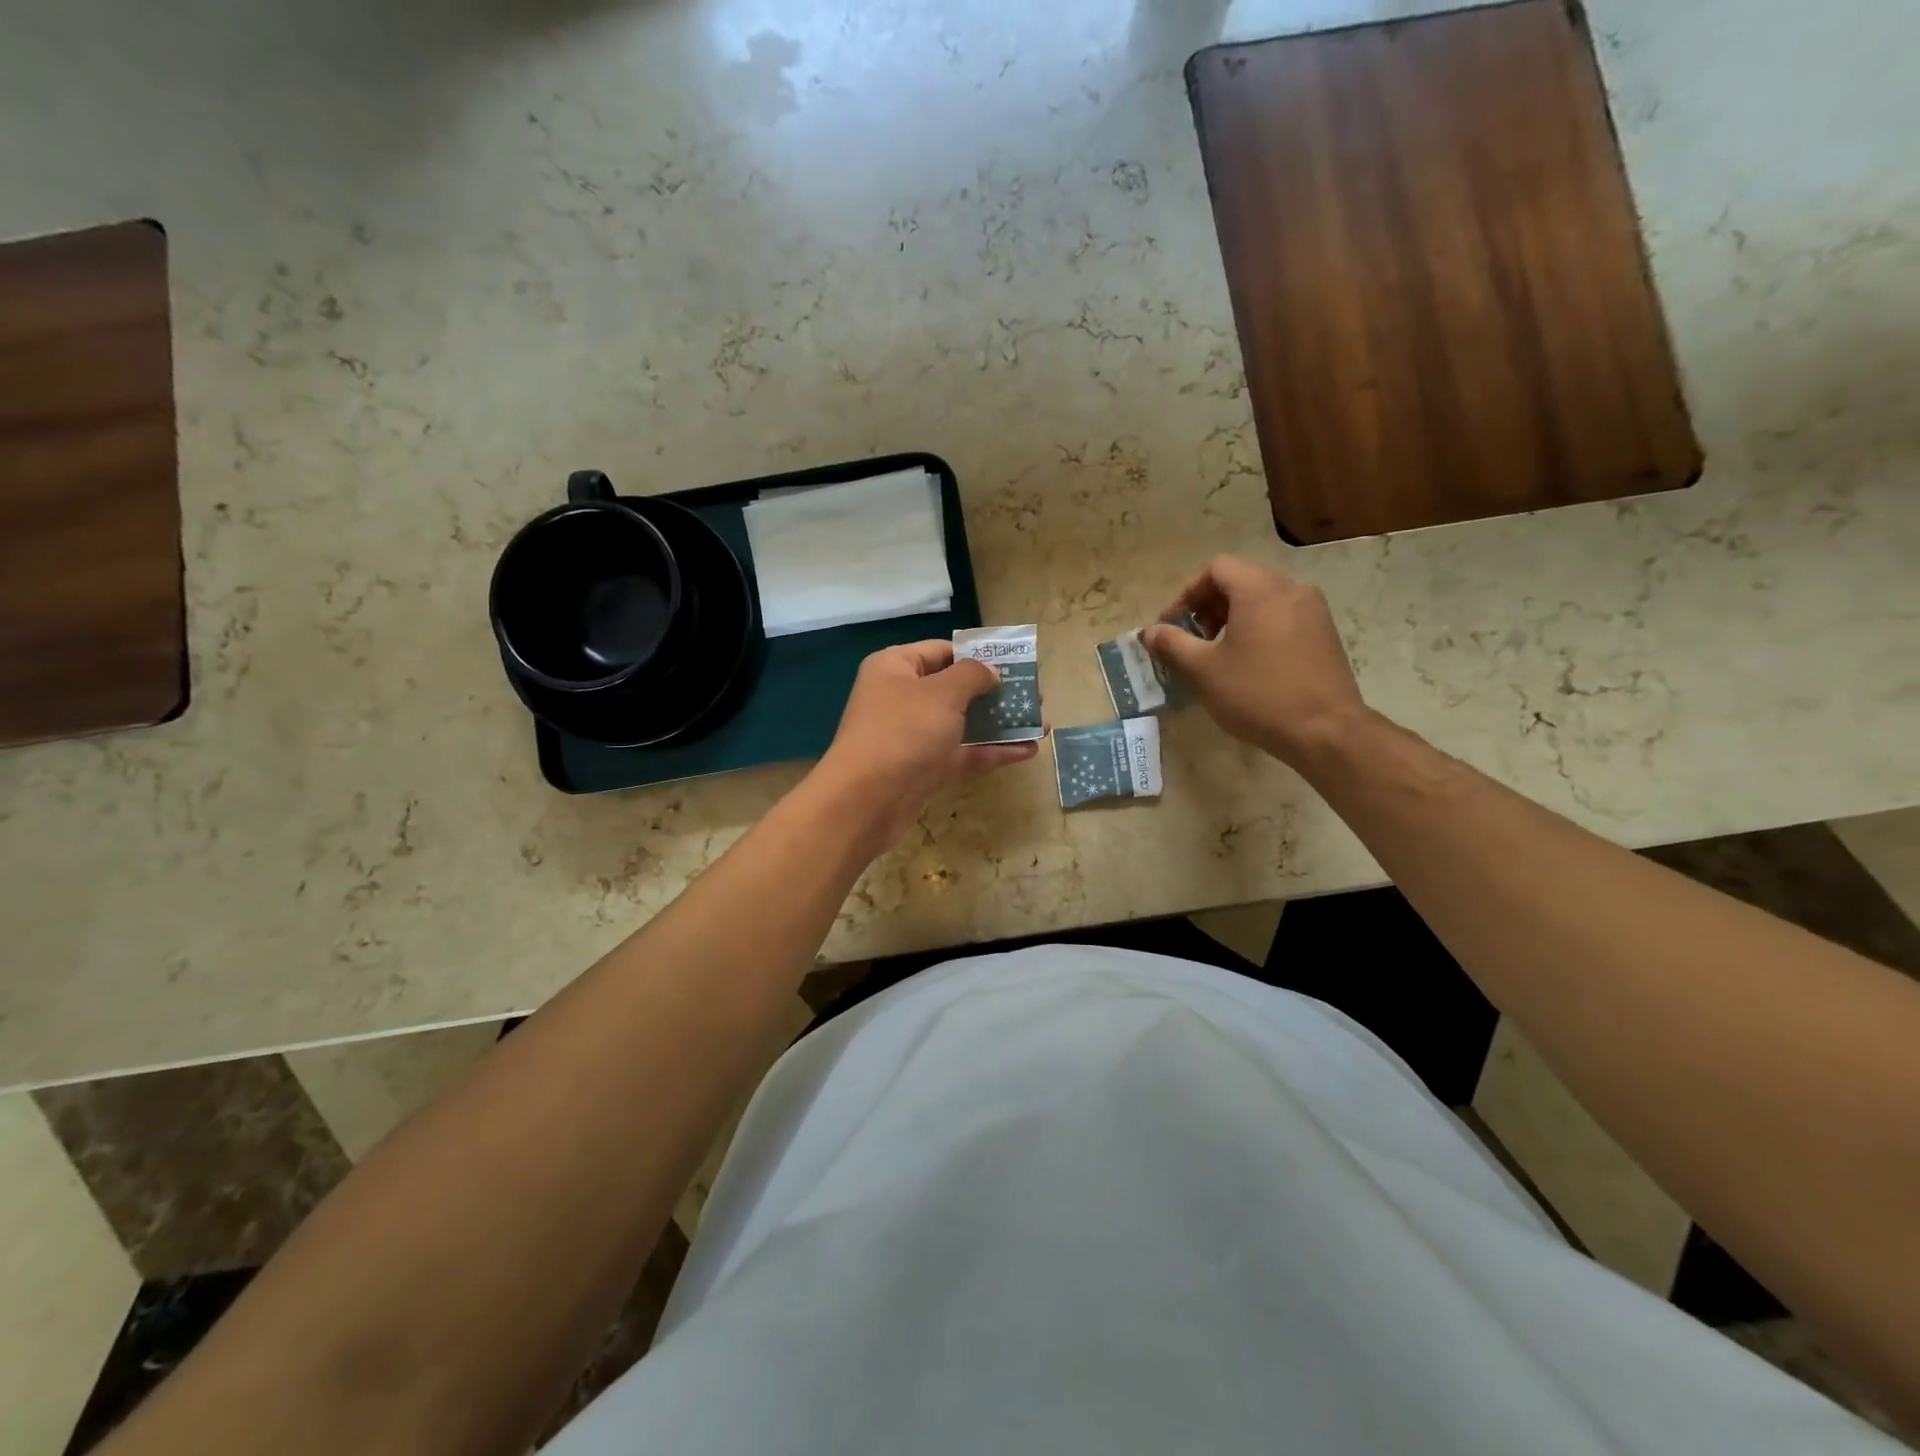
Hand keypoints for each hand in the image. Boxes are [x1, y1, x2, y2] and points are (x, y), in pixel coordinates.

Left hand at [810, 641, 1040, 851]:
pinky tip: (1027, 751)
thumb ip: (973, 676)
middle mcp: (901, 698)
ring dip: (999, 724)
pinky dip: (991, 751)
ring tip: (1040, 723)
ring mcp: (912, 736)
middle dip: (995, 692)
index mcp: (895, 668)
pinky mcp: (923, 769)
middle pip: (955, 688)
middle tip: (1032, 695)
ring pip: (962, 723)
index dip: (977, 655)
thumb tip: (990, 672)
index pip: (941, 651)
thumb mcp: (942, 694)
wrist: (865, 802)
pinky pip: (962, 753)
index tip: (1013, 663)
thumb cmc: (903, 733)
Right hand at [1144, 556, 1368, 767]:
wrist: (1325, 730)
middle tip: (1192, 641)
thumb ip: (1173, 644)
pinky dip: (1259, 630)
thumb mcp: (1204, 670)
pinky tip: (1250, 665)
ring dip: (1233, 619)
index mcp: (1259, 590)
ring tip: (1218, 655)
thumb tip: (1149, 633)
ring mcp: (1314, 611)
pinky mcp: (1326, 635)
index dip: (1187, 593)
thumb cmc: (1257, 694)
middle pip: (1241, 581)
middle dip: (1209, 607)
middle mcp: (1291, 589)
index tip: (1172, 625)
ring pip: (1263, 600)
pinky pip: (1283, 618)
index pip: (1216, 569)